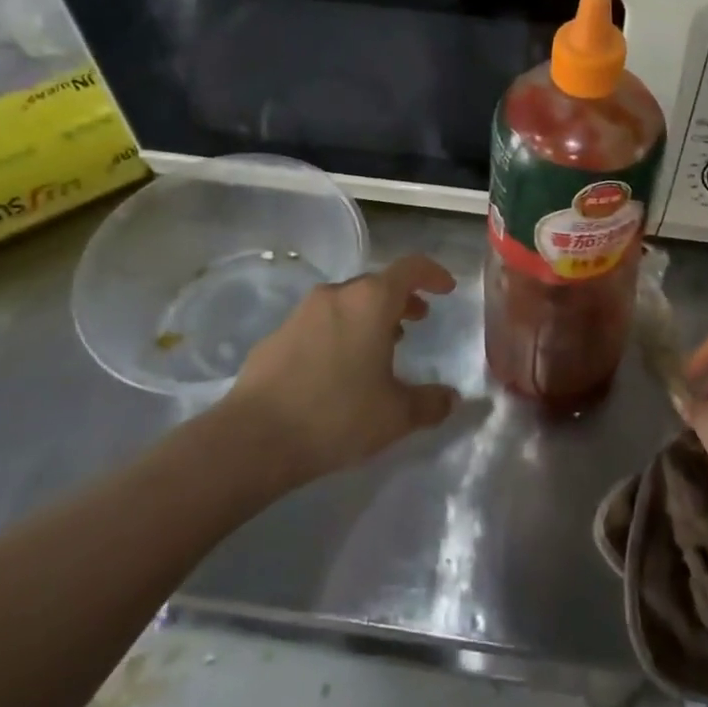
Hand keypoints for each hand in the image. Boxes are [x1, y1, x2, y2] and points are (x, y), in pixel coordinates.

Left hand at [223, 255, 461, 484]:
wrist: (255, 438)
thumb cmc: (337, 415)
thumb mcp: (396, 416)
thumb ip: (431, 404)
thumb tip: (452, 400)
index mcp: (371, 301)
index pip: (410, 268)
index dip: (432, 274)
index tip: (446, 289)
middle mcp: (336, 295)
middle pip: (377, 284)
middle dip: (401, 299)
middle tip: (417, 320)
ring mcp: (302, 312)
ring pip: (347, 302)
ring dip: (369, 316)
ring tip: (382, 345)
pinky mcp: (277, 335)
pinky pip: (320, 323)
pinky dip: (340, 332)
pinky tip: (340, 368)